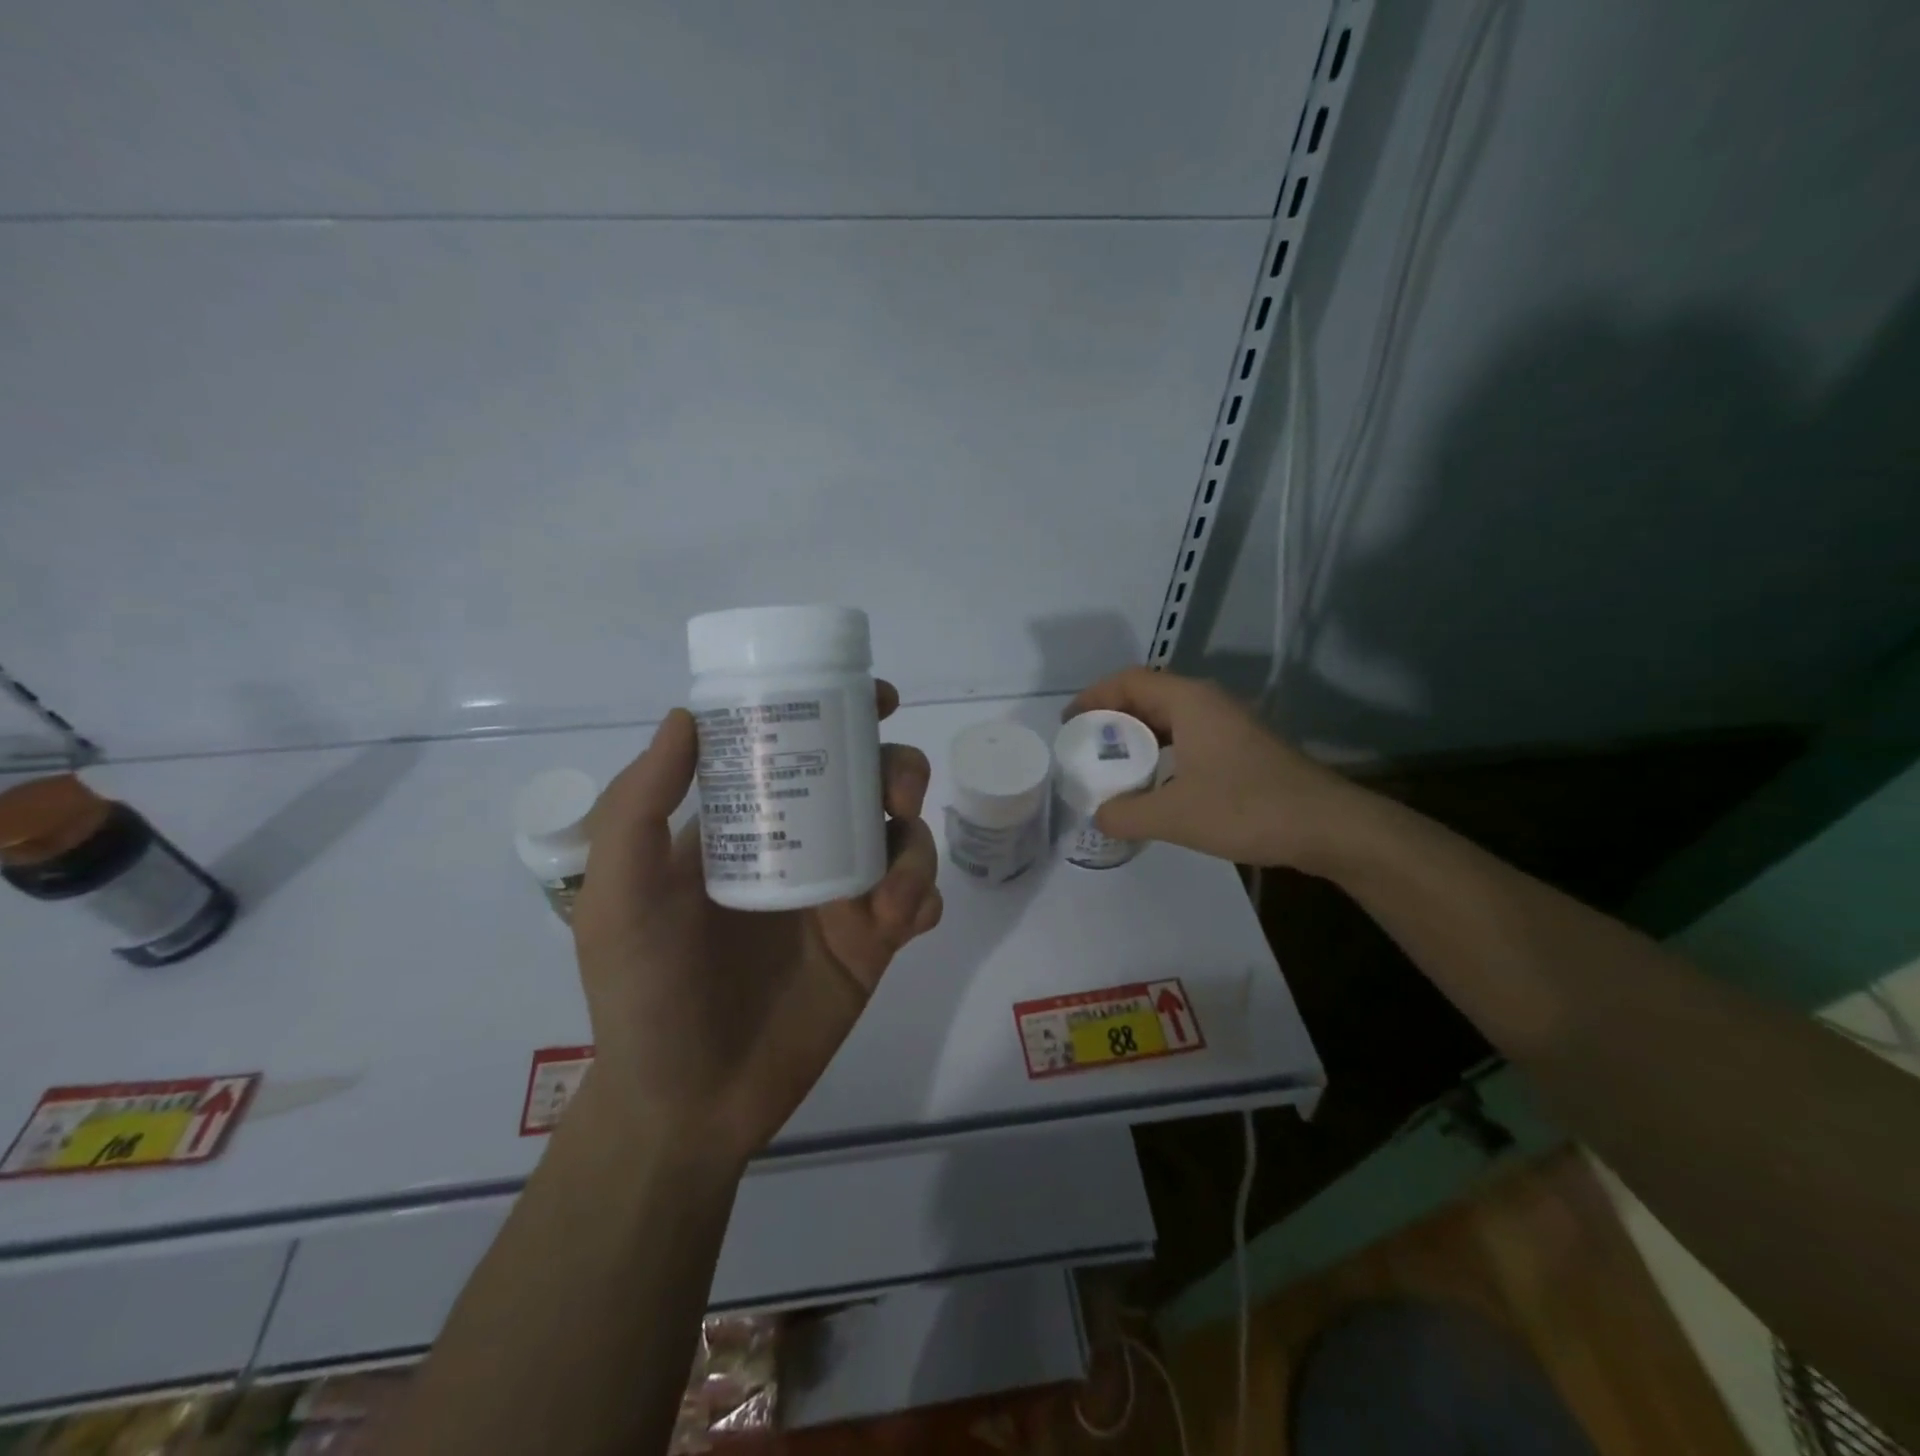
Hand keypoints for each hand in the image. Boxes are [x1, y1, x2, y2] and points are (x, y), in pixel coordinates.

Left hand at [571, 681, 941, 1165]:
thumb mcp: (619, 894)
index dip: (845, 714)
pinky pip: (920, 901)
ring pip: (906, 837)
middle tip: (896, 792)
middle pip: (871, 782)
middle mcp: (804, 846)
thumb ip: (637, 805)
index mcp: (750, 823)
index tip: (877, 699)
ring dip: (916, 845)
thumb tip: (687, 715)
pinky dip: (924, 897)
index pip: (802, 747)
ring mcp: (842, 896)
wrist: (687, 1101)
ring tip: (889, 892)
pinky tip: (903, 921)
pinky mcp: (873, 944)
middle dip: (898, 770)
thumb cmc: (643, 992)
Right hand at [1065, 668, 1356, 870]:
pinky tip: (1155, 785)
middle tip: (1085, 747)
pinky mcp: (1243, 750)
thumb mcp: (1174, 815)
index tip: (1069, 723)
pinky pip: (1189, 739)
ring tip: (1113, 767)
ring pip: (1171, 720)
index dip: (1094, 696)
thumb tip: (1100, 816)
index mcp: (1190, 702)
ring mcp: (1230, 726)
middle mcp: (1209, 704)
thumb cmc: (1247, 808)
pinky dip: (1163, 753)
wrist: (1328, 826)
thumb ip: (1126, 814)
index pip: (1130, 681)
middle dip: (1112, 718)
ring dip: (1139, 738)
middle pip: (1148, 696)